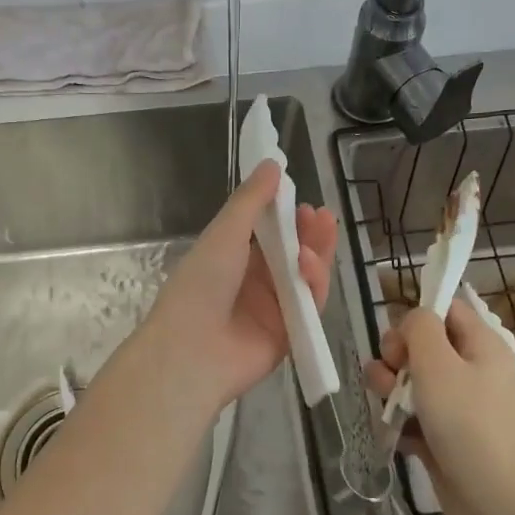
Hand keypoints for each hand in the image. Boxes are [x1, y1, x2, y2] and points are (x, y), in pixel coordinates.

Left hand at [143, 160, 337, 416]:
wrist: (191, 351)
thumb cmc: (200, 285)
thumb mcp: (224, 234)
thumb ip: (251, 201)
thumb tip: (272, 164)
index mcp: (232, 258)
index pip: (268, 233)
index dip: (288, 216)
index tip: (303, 200)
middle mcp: (254, 282)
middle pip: (293, 254)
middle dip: (310, 234)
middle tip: (323, 216)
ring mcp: (273, 309)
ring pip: (306, 278)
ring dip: (315, 254)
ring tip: (321, 232)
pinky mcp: (289, 335)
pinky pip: (310, 306)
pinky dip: (314, 284)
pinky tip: (310, 265)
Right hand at [364, 298, 514, 514]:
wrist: (498, 505)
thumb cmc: (469, 425)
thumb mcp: (439, 364)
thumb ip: (419, 328)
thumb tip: (411, 319)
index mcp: (480, 345)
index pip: (445, 308)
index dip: (416, 317)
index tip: (401, 341)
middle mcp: (470, 370)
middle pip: (421, 345)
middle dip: (395, 357)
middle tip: (394, 379)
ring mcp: (457, 406)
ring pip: (410, 382)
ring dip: (390, 390)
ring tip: (390, 409)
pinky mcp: (443, 438)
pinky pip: (412, 417)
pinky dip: (399, 422)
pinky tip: (395, 435)